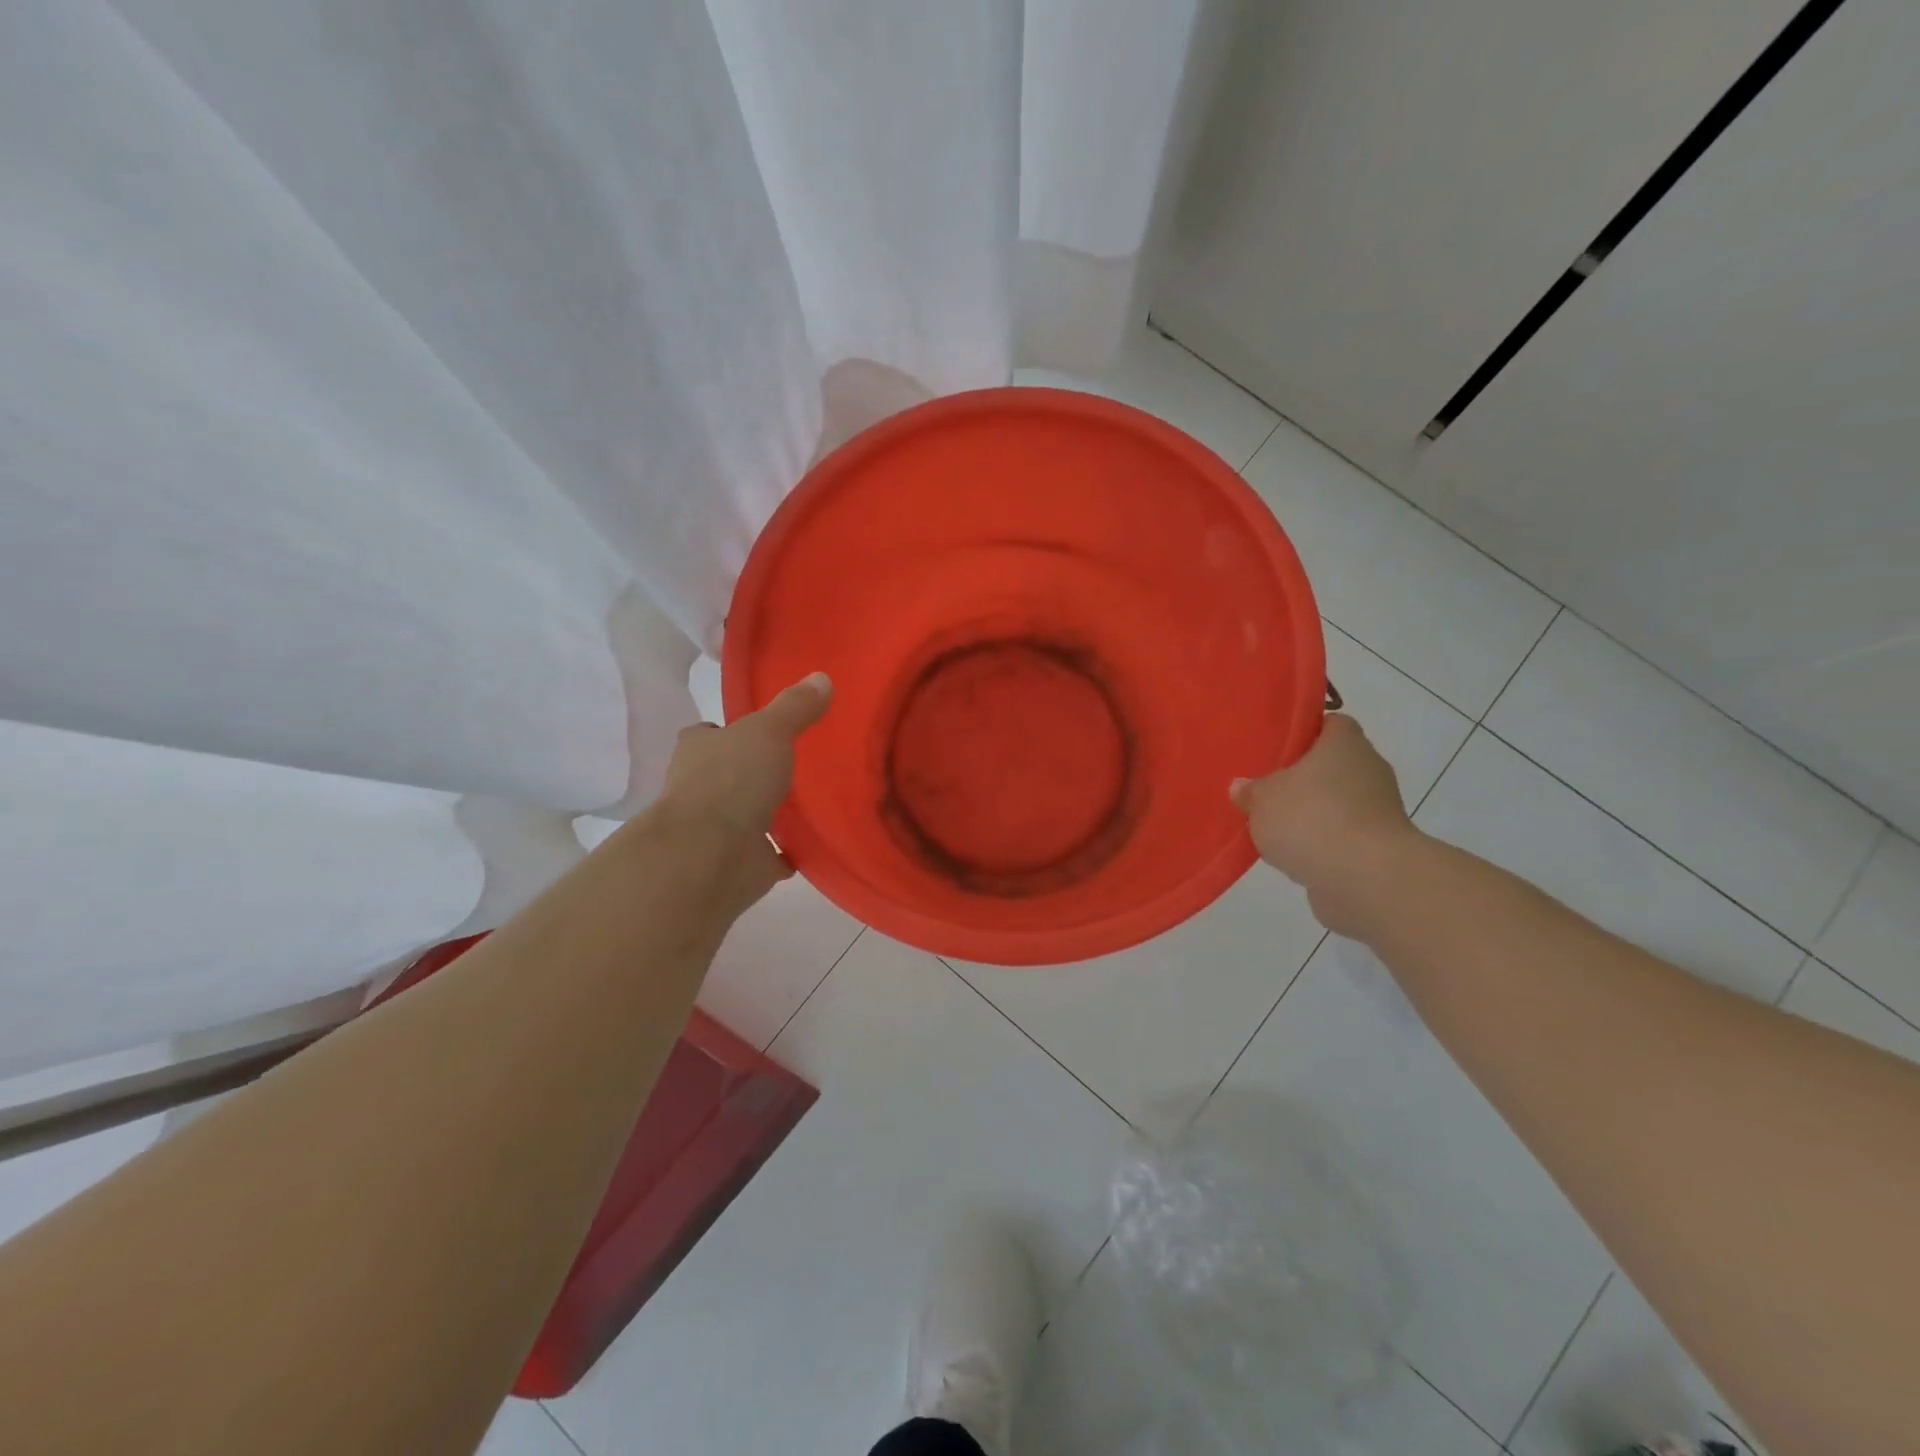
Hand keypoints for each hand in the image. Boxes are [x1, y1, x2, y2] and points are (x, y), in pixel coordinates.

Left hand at [651, 671, 832, 909]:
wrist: (709, 855)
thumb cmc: (731, 781)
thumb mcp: (769, 731)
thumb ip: (795, 707)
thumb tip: (822, 677)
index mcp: (699, 750)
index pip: (709, 734)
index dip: (729, 731)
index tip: (759, 731)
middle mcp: (700, 788)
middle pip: (728, 774)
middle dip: (753, 772)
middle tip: (795, 764)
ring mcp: (717, 829)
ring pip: (746, 814)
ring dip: (768, 812)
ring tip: (810, 802)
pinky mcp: (737, 862)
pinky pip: (767, 853)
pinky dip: (783, 851)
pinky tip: (810, 844)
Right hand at [1230, 714, 1417, 933]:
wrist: (1365, 879)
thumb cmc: (1312, 818)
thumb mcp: (1263, 798)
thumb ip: (1251, 790)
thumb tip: (1242, 787)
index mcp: (1345, 743)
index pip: (1330, 723)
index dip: (1305, 731)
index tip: (1277, 746)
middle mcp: (1368, 769)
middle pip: (1332, 765)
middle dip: (1302, 777)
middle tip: (1265, 785)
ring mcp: (1378, 810)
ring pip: (1336, 802)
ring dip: (1311, 813)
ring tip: (1273, 825)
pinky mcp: (1377, 847)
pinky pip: (1341, 835)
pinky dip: (1321, 843)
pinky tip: (1292, 854)